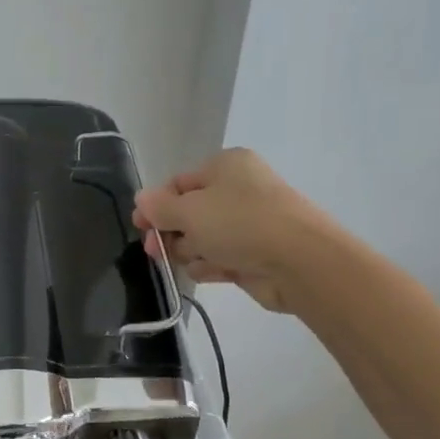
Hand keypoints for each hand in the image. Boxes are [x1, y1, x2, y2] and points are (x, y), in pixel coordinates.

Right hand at [132, 148, 336, 314]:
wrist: (300, 261)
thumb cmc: (240, 223)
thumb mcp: (190, 210)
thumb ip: (160, 207)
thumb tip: (141, 200)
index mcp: (226, 166)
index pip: (179, 183)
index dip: (156, 204)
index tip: (139, 225)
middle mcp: (238, 190)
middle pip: (189, 212)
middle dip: (170, 231)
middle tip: (154, 249)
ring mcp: (248, 224)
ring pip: (203, 238)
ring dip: (190, 250)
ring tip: (193, 259)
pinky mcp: (254, 255)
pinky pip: (220, 258)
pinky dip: (210, 265)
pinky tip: (207, 271)